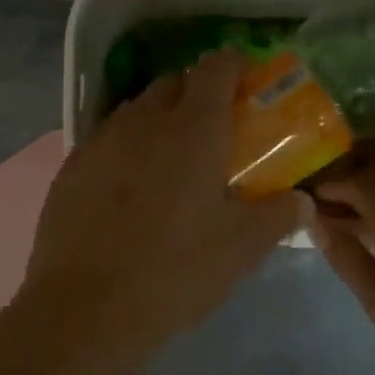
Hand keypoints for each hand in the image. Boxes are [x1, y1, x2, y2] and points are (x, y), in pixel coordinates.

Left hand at [14, 49, 305, 368]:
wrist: (86, 309)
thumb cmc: (175, 272)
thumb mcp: (241, 249)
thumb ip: (278, 216)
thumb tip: (303, 202)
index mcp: (193, 129)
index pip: (215, 68)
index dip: (234, 66)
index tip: (246, 82)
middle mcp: (144, 120)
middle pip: (173, 83)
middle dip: (196, 93)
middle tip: (213, 129)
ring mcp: (101, 141)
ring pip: (136, 110)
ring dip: (158, 119)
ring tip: (170, 159)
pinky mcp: (70, 167)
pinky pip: (106, 140)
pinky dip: (125, 148)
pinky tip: (128, 187)